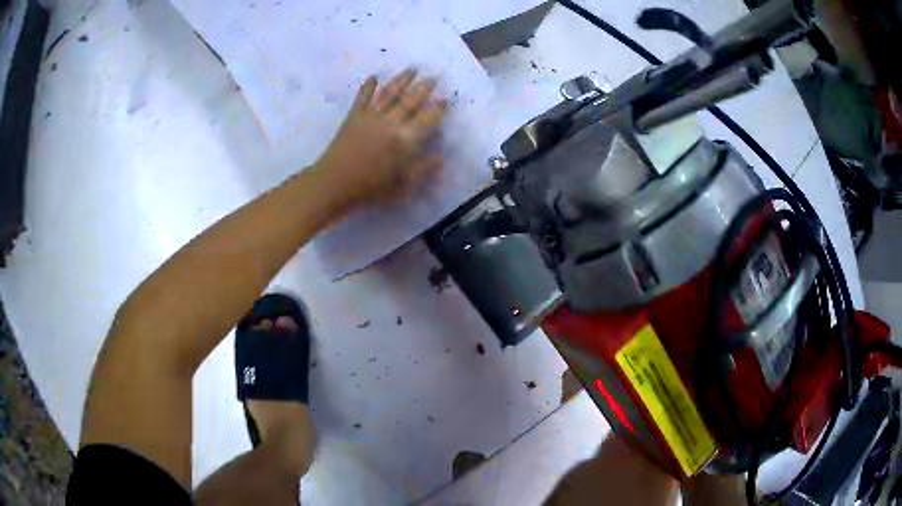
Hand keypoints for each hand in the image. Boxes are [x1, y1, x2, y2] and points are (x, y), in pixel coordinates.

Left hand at [314, 69, 447, 210]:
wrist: (335, 183)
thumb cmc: (371, 188)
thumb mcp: (403, 185)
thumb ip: (422, 169)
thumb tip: (440, 157)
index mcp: (406, 140)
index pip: (427, 119)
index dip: (437, 109)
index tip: (444, 99)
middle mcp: (391, 123)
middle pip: (410, 101)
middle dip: (423, 88)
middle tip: (433, 76)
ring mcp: (371, 117)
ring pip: (390, 94)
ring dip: (401, 80)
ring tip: (412, 69)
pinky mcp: (354, 116)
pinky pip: (362, 98)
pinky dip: (368, 86)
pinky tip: (373, 77)